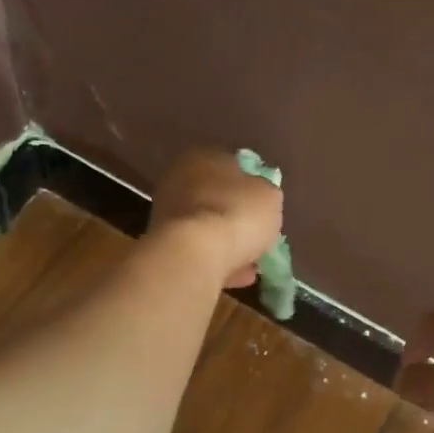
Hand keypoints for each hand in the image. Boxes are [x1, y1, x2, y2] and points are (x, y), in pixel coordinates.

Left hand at [148, 148, 284, 289]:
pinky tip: (237, 276)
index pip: (231, 165)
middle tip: (257, 235)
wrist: (194, 254)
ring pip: (206, 227)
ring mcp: (166, 213)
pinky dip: (217, 261)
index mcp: (203, 156)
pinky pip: (199, 251)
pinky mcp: (164, 245)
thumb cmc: (236, 213)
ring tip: (251, 264)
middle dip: (236, 217)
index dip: (251, 186)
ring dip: (228, 243)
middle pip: (216, 198)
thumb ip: (265, 192)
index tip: (264, 206)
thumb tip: (260, 195)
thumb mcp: (270, 197)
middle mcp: (178, 179)